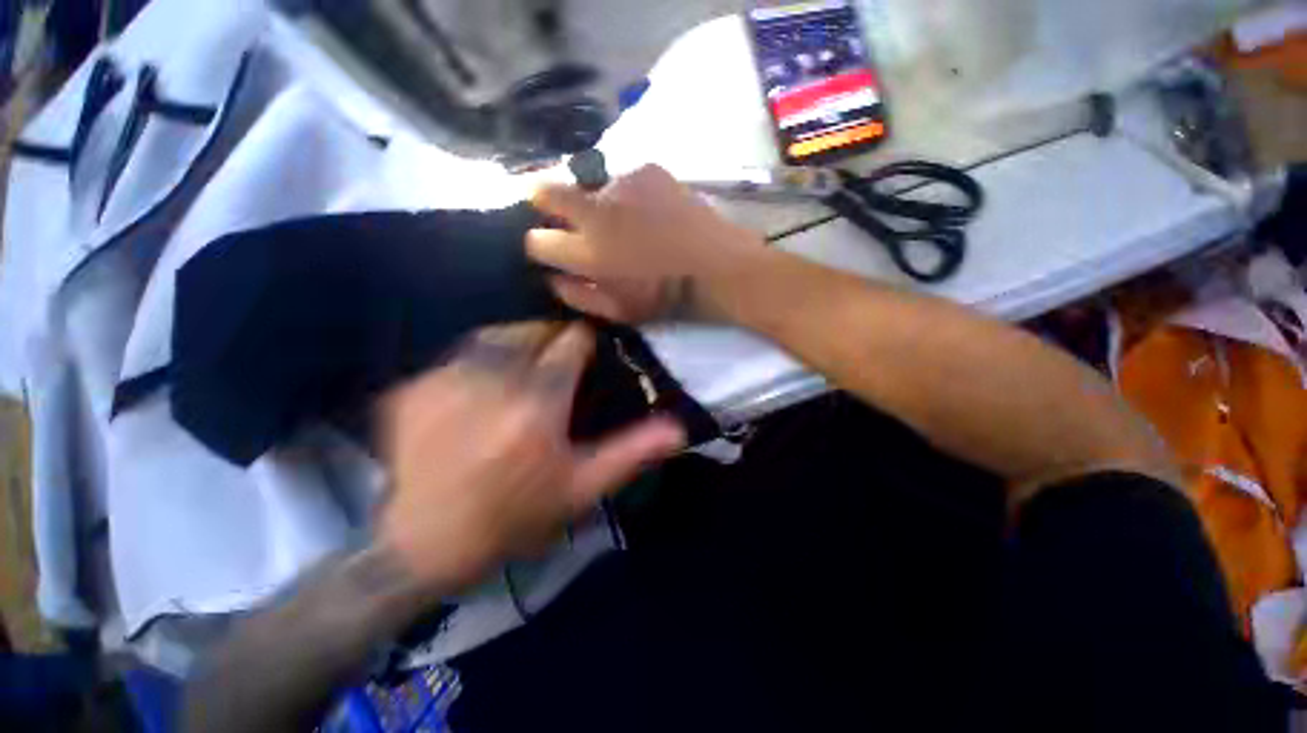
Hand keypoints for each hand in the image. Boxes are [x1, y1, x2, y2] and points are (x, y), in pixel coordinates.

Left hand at [377, 322, 685, 592]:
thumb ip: (631, 451)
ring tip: (522, 375)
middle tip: (557, 368)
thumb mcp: (582, 488)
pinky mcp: (415, 385)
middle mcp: (494, 376)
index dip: (585, 342)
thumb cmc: (514, 516)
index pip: (572, 339)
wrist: (421, 543)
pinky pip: (460, 355)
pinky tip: (482, 391)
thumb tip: (678, 428)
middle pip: (534, 328)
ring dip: (518, 346)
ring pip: (497, 334)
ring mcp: (447, 376)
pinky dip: (480, 363)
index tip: (587, 356)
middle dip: (552, 340)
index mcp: (539, 400)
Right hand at [526, 164, 764, 322]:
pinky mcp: (647, 170)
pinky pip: (623, 180)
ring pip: (589, 187)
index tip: (549, 248)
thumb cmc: (665, 294)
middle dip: (542, 203)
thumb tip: (552, 280)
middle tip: (561, 216)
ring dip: (596, 203)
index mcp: (588, 252)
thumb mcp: (618, 311)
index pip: (537, 241)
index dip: (538, 245)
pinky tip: (648, 210)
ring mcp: (621, 184)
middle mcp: (595, 210)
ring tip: (624, 220)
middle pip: (545, 192)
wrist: (714, 263)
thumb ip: (578, 297)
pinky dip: (627, 195)